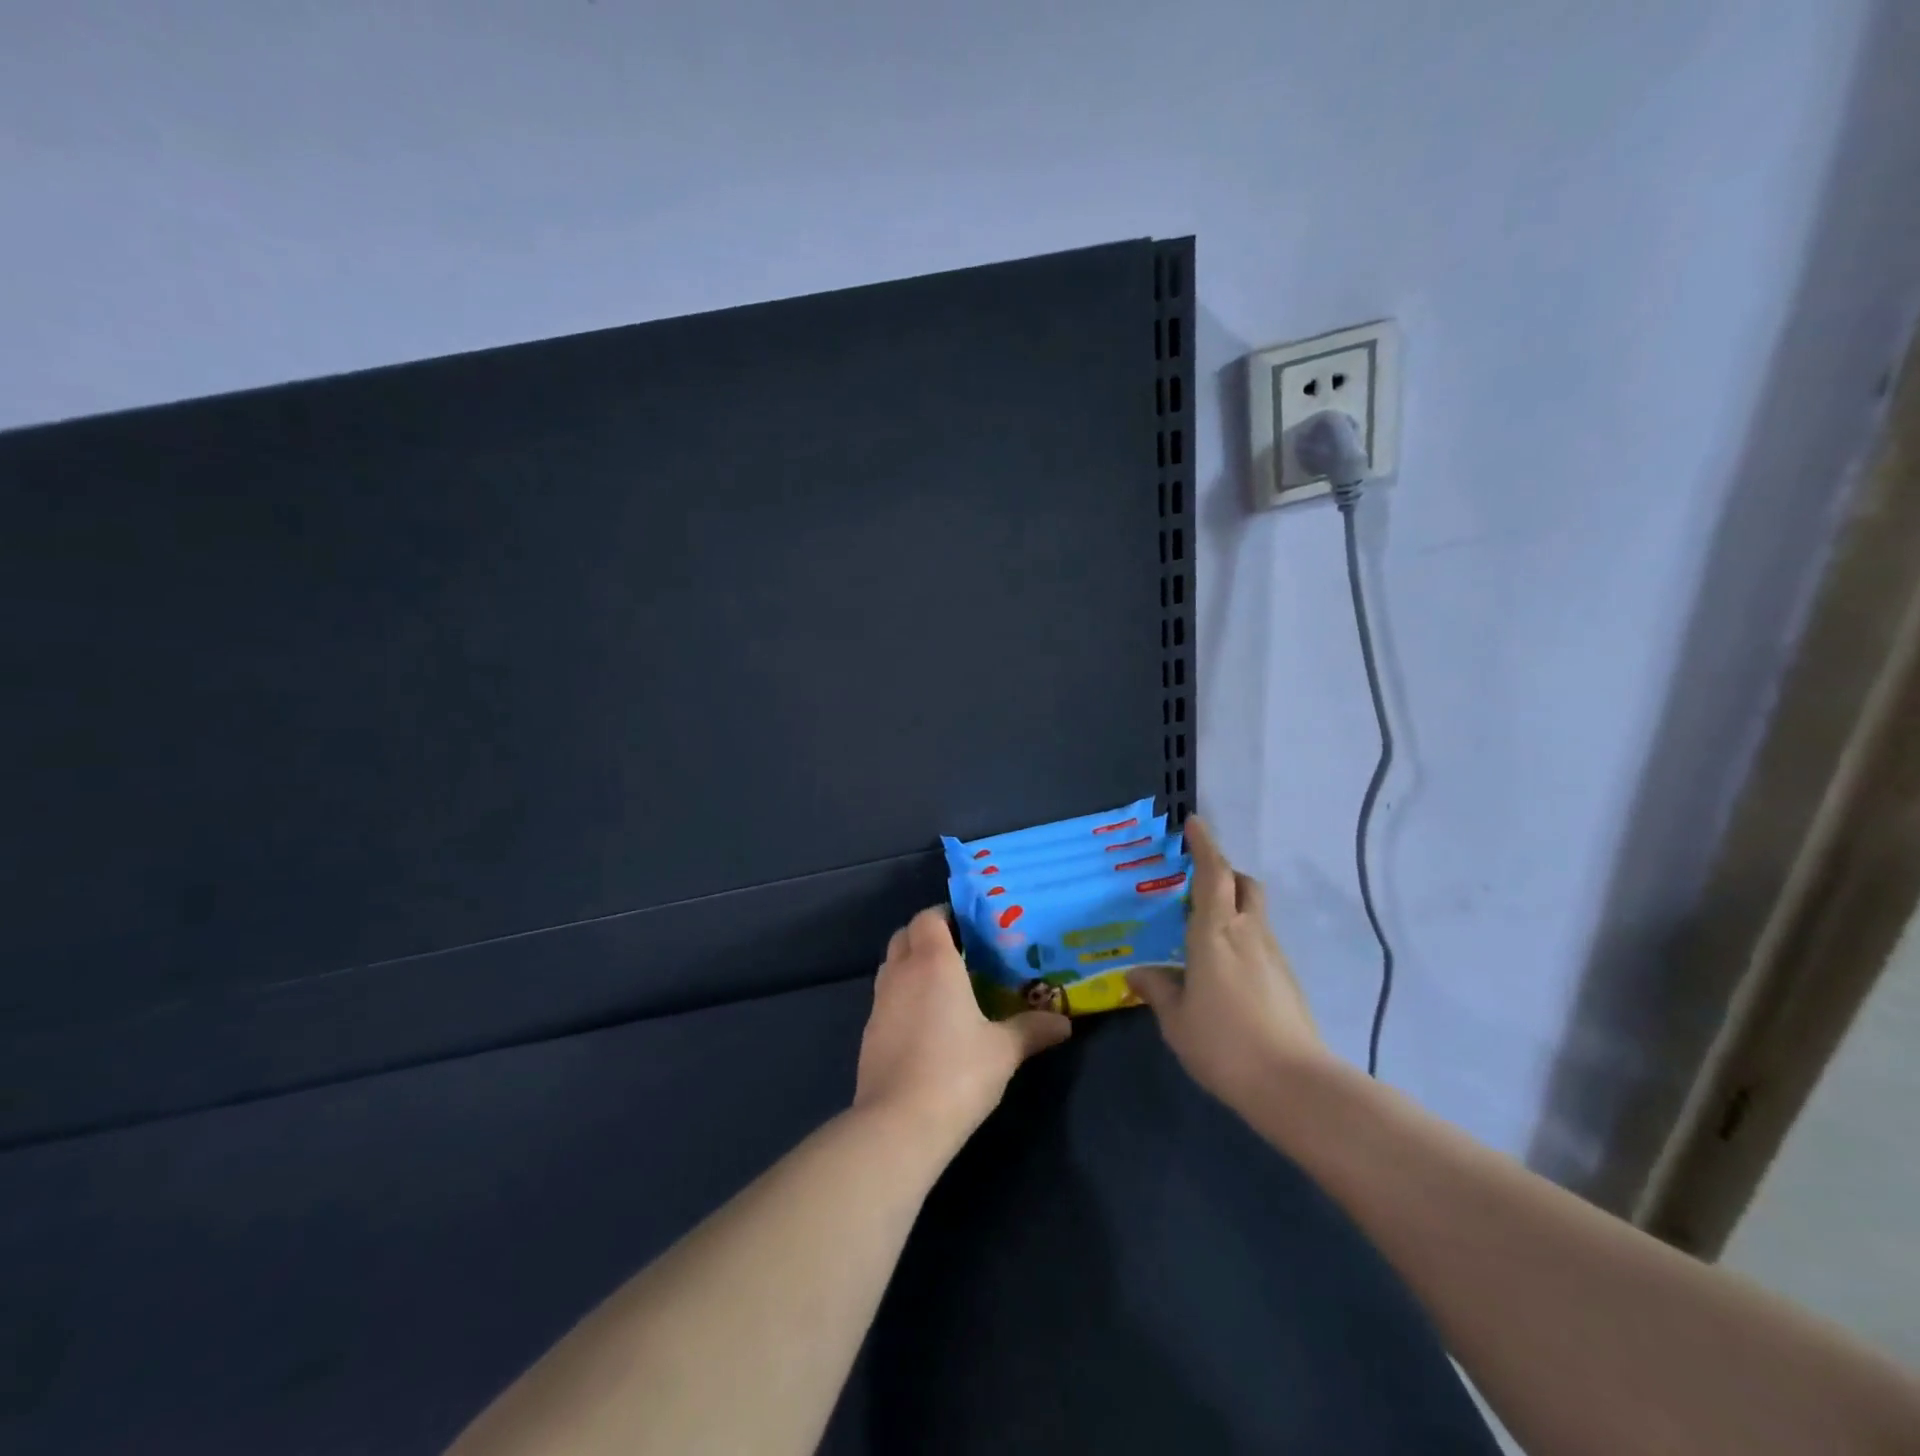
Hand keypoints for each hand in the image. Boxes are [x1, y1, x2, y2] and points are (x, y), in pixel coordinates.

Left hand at [854, 906, 1071, 1153]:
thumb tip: (1064, 1022)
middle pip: (905, 935)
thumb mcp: (1004, 1050)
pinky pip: (886, 998)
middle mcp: (901, 972)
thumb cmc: (957, 1072)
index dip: (945, 915)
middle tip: (959, 953)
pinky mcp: (868, 1032)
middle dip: (927, 936)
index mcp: (933, 962)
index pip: (928, 917)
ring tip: (943, 986)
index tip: (970, 927)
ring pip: (891, 966)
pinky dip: (902, 997)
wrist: (899, 1124)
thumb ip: (1032, 1029)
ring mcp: (879, 1002)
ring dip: (911, 965)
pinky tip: (925, 1024)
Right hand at [1127, 816, 1330, 1108]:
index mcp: (1215, 933)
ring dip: (1232, 907)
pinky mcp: (1287, 979)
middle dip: (1224, 872)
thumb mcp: (1176, 1020)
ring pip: (1254, 913)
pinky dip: (1242, 938)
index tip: (1194, 823)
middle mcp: (1248, 933)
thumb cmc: (1224, 1045)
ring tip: (1203, 933)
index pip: (1213, 874)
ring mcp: (1273, 955)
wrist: (1294, 1086)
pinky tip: (1224, 970)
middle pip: (1243, 884)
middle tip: (1196, 883)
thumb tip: (1138, 972)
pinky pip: (1260, 941)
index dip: (1204, 845)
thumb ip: (1158, 989)